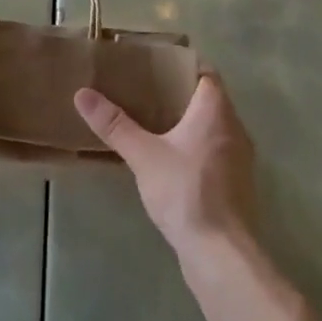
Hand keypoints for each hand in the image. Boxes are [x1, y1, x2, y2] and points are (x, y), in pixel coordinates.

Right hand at [75, 73, 256, 258]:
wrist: (222, 255)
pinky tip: (169, 160)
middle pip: (209, 99)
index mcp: (216, 111)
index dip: (182, 65)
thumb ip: (114, 124)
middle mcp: (234, 129)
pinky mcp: (236, 187)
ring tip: (152, 123)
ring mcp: (239, 160)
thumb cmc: (187, 192)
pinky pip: (214, 153)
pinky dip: (195, 148)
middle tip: (144, 91)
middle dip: (179, 94)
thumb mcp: (143, 155)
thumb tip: (82, 94)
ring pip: (213, 128)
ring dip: (188, 123)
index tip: (155, 65)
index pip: (205, 72)